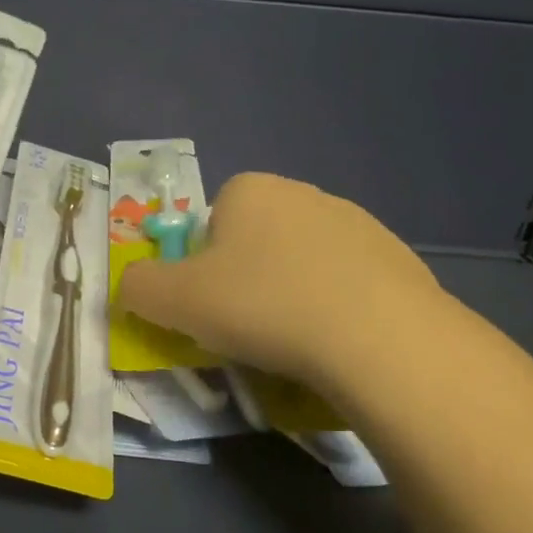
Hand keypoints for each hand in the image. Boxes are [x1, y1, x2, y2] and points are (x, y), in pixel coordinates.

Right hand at [117, 172, 442, 395]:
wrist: (377, 337)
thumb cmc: (262, 306)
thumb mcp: (173, 301)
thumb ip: (138, 286)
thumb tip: (134, 285)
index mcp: (250, 190)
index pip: (210, 223)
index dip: (202, 267)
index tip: (212, 306)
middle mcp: (304, 193)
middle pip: (255, 242)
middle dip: (247, 280)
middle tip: (248, 328)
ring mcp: (358, 224)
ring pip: (301, 264)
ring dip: (291, 295)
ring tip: (295, 343)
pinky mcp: (397, 259)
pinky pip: (346, 285)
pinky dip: (335, 309)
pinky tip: (337, 343)